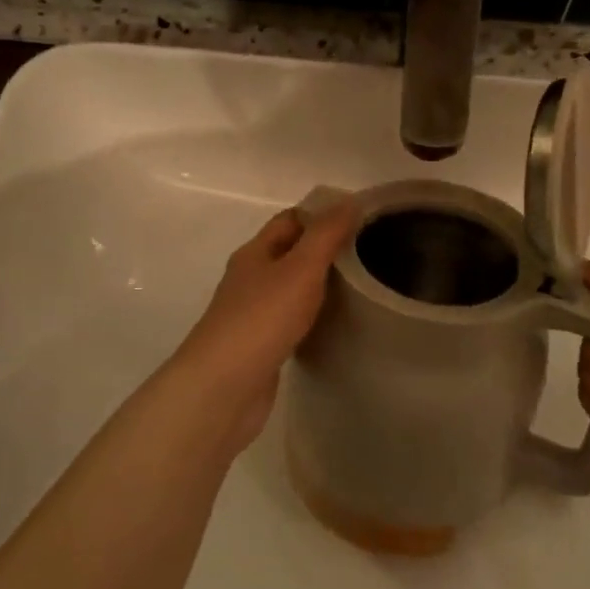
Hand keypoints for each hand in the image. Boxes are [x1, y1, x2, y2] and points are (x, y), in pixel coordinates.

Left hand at [166, 195, 360, 449]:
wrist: (223, 388)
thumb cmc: (262, 318)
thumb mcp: (301, 268)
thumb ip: (326, 235)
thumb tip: (349, 200)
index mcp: (255, 252)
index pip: (289, 220)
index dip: (321, 215)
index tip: (358, 220)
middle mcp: (249, 278)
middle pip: (288, 253)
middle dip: (322, 249)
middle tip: (366, 254)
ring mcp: (251, 314)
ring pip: (289, 288)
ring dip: (317, 284)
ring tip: (357, 287)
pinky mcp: (259, 346)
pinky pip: (289, 320)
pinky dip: (310, 316)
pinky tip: (331, 325)